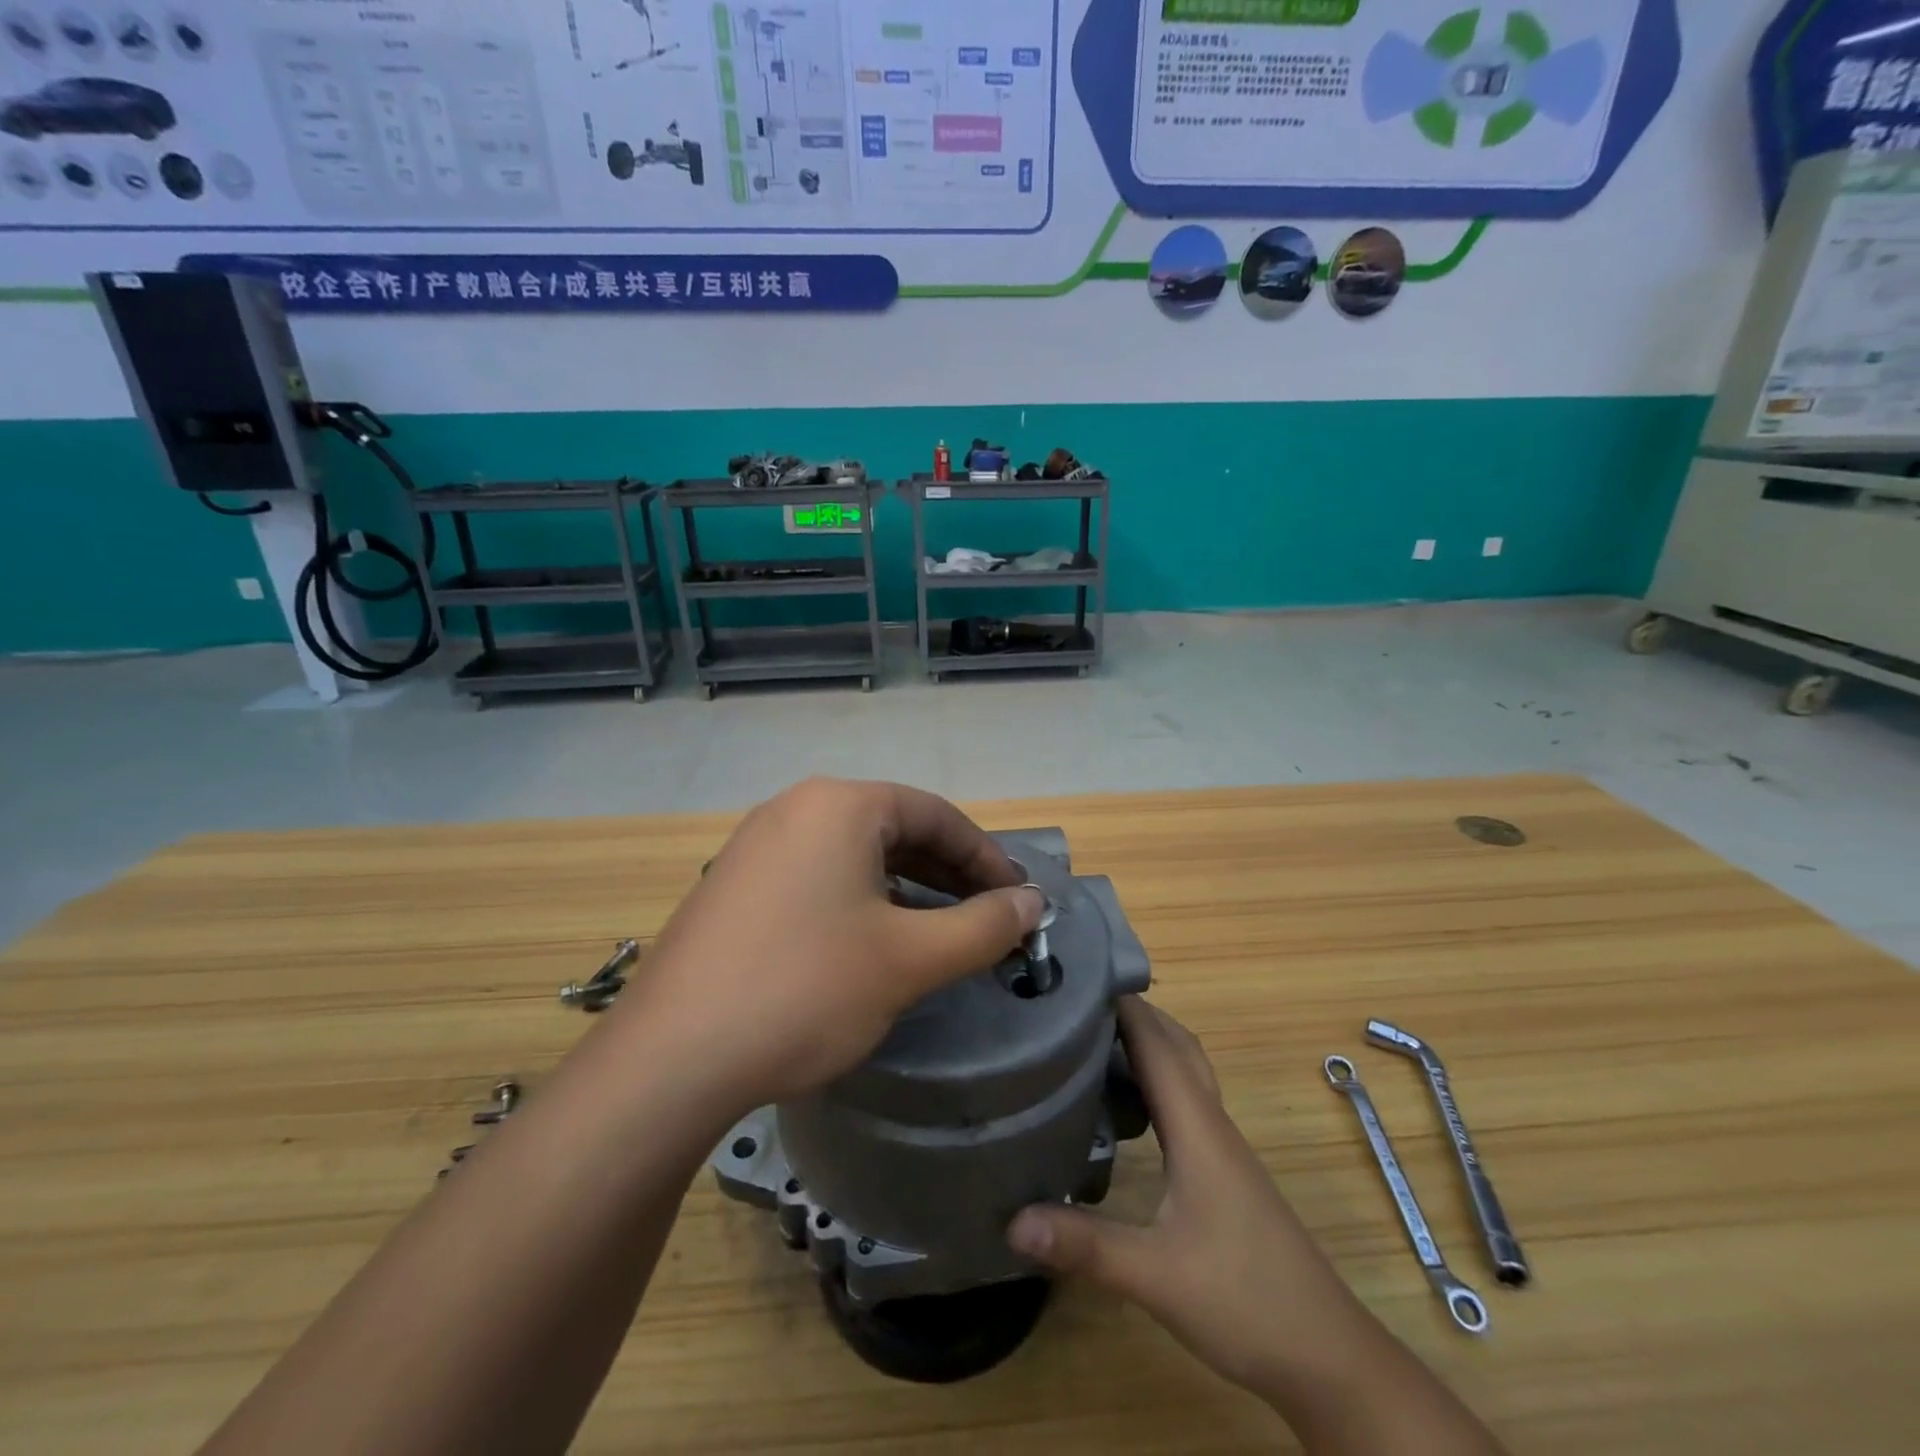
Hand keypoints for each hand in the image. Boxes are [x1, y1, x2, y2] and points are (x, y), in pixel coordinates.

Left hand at [616, 778, 1043, 1111]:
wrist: (671, 1059)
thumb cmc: (805, 990)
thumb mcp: (909, 960)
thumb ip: (982, 926)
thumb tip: (1033, 902)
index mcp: (839, 805)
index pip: (935, 815)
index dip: (986, 857)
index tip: (1019, 899)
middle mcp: (795, 808)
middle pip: (894, 829)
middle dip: (948, 873)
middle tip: (988, 916)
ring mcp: (756, 845)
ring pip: (855, 855)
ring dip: (907, 888)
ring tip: (941, 930)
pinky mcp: (734, 885)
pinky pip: (817, 876)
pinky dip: (860, 900)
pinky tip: (873, 942)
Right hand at [1006, 998, 1372, 1401]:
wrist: (1327, 1355)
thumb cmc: (1245, 1299)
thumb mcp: (1156, 1275)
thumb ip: (1084, 1245)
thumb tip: (1010, 1220)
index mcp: (1197, 1126)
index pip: (1156, 1044)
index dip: (1120, 1004)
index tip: (1074, 978)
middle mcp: (1211, 1123)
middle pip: (1175, 1045)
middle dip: (1132, 1013)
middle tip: (1076, 1004)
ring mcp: (1222, 1147)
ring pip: (1184, 1071)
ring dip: (1147, 1043)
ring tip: (1092, 1041)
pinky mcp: (1223, 1171)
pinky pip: (1186, 1101)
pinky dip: (1156, 1080)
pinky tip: (1128, 1107)